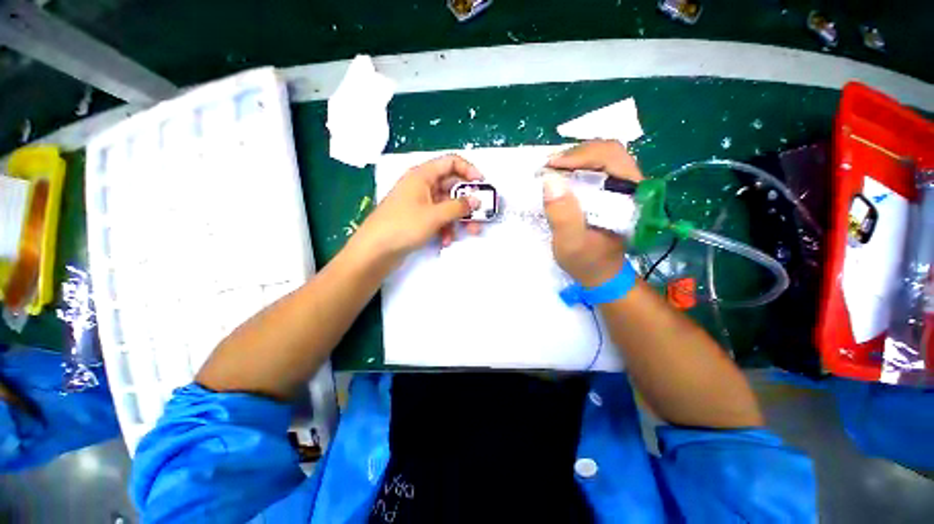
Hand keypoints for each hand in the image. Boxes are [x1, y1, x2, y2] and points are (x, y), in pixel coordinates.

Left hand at [354, 154, 483, 259]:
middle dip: (467, 201)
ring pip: (447, 205)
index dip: (469, 170)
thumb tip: (477, 200)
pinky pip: (438, 218)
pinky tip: (446, 240)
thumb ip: (458, 207)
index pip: (450, 162)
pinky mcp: (418, 219)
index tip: (482, 185)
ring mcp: (420, 203)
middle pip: (451, 186)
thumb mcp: (434, 215)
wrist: (375, 251)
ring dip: (459, 218)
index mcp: (422, 175)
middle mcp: (422, 186)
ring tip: (470, 232)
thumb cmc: (403, 226)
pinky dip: (445, 227)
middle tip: (481, 215)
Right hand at [542, 140, 643, 286]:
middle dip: (576, 154)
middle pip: (608, 151)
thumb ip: (563, 216)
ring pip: (602, 157)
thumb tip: (550, 181)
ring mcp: (622, 187)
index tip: (551, 166)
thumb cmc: (586, 261)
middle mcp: (631, 185)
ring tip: (553, 170)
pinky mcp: (612, 192)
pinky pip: (596, 168)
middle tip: (549, 166)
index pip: (610, 157)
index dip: (580, 155)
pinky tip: (562, 177)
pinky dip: (577, 167)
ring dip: (575, 159)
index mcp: (630, 196)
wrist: (600, 274)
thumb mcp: (570, 244)